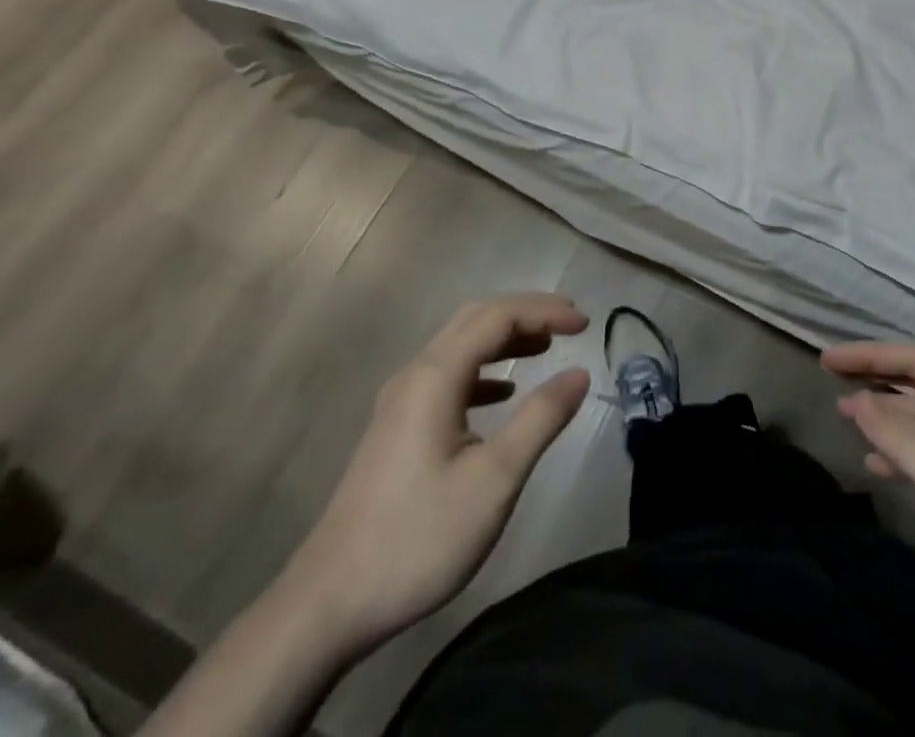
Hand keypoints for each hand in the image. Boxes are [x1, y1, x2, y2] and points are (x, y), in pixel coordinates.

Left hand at [278, 294, 591, 658]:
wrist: (329, 603)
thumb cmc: (419, 536)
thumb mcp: (494, 480)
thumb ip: (541, 419)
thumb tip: (579, 374)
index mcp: (435, 376)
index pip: (497, 316)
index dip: (544, 311)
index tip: (585, 324)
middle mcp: (415, 374)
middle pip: (476, 319)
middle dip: (526, 312)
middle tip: (570, 322)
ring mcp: (401, 401)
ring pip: (460, 345)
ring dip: (505, 337)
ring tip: (546, 345)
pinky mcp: (397, 428)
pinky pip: (449, 375)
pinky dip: (485, 369)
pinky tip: (505, 392)